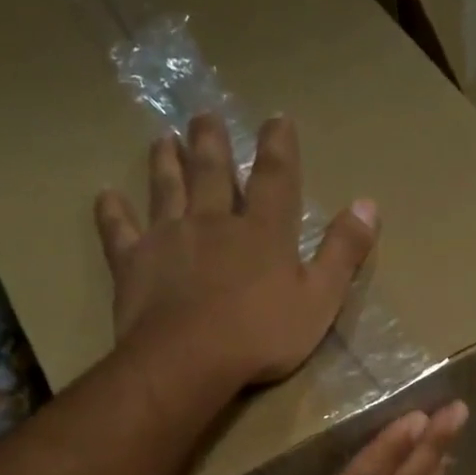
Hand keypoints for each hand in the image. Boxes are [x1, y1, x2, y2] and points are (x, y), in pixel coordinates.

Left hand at [94, 114, 376, 385]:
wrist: (190, 360)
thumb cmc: (262, 336)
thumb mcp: (320, 300)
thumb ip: (343, 252)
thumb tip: (369, 204)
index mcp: (262, 232)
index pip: (275, 178)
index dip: (278, 147)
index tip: (277, 119)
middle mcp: (213, 222)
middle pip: (211, 173)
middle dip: (211, 142)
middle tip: (203, 115)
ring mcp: (168, 238)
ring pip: (166, 190)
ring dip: (165, 162)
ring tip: (162, 138)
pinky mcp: (133, 262)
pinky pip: (119, 231)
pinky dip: (113, 212)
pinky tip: (106, 196)